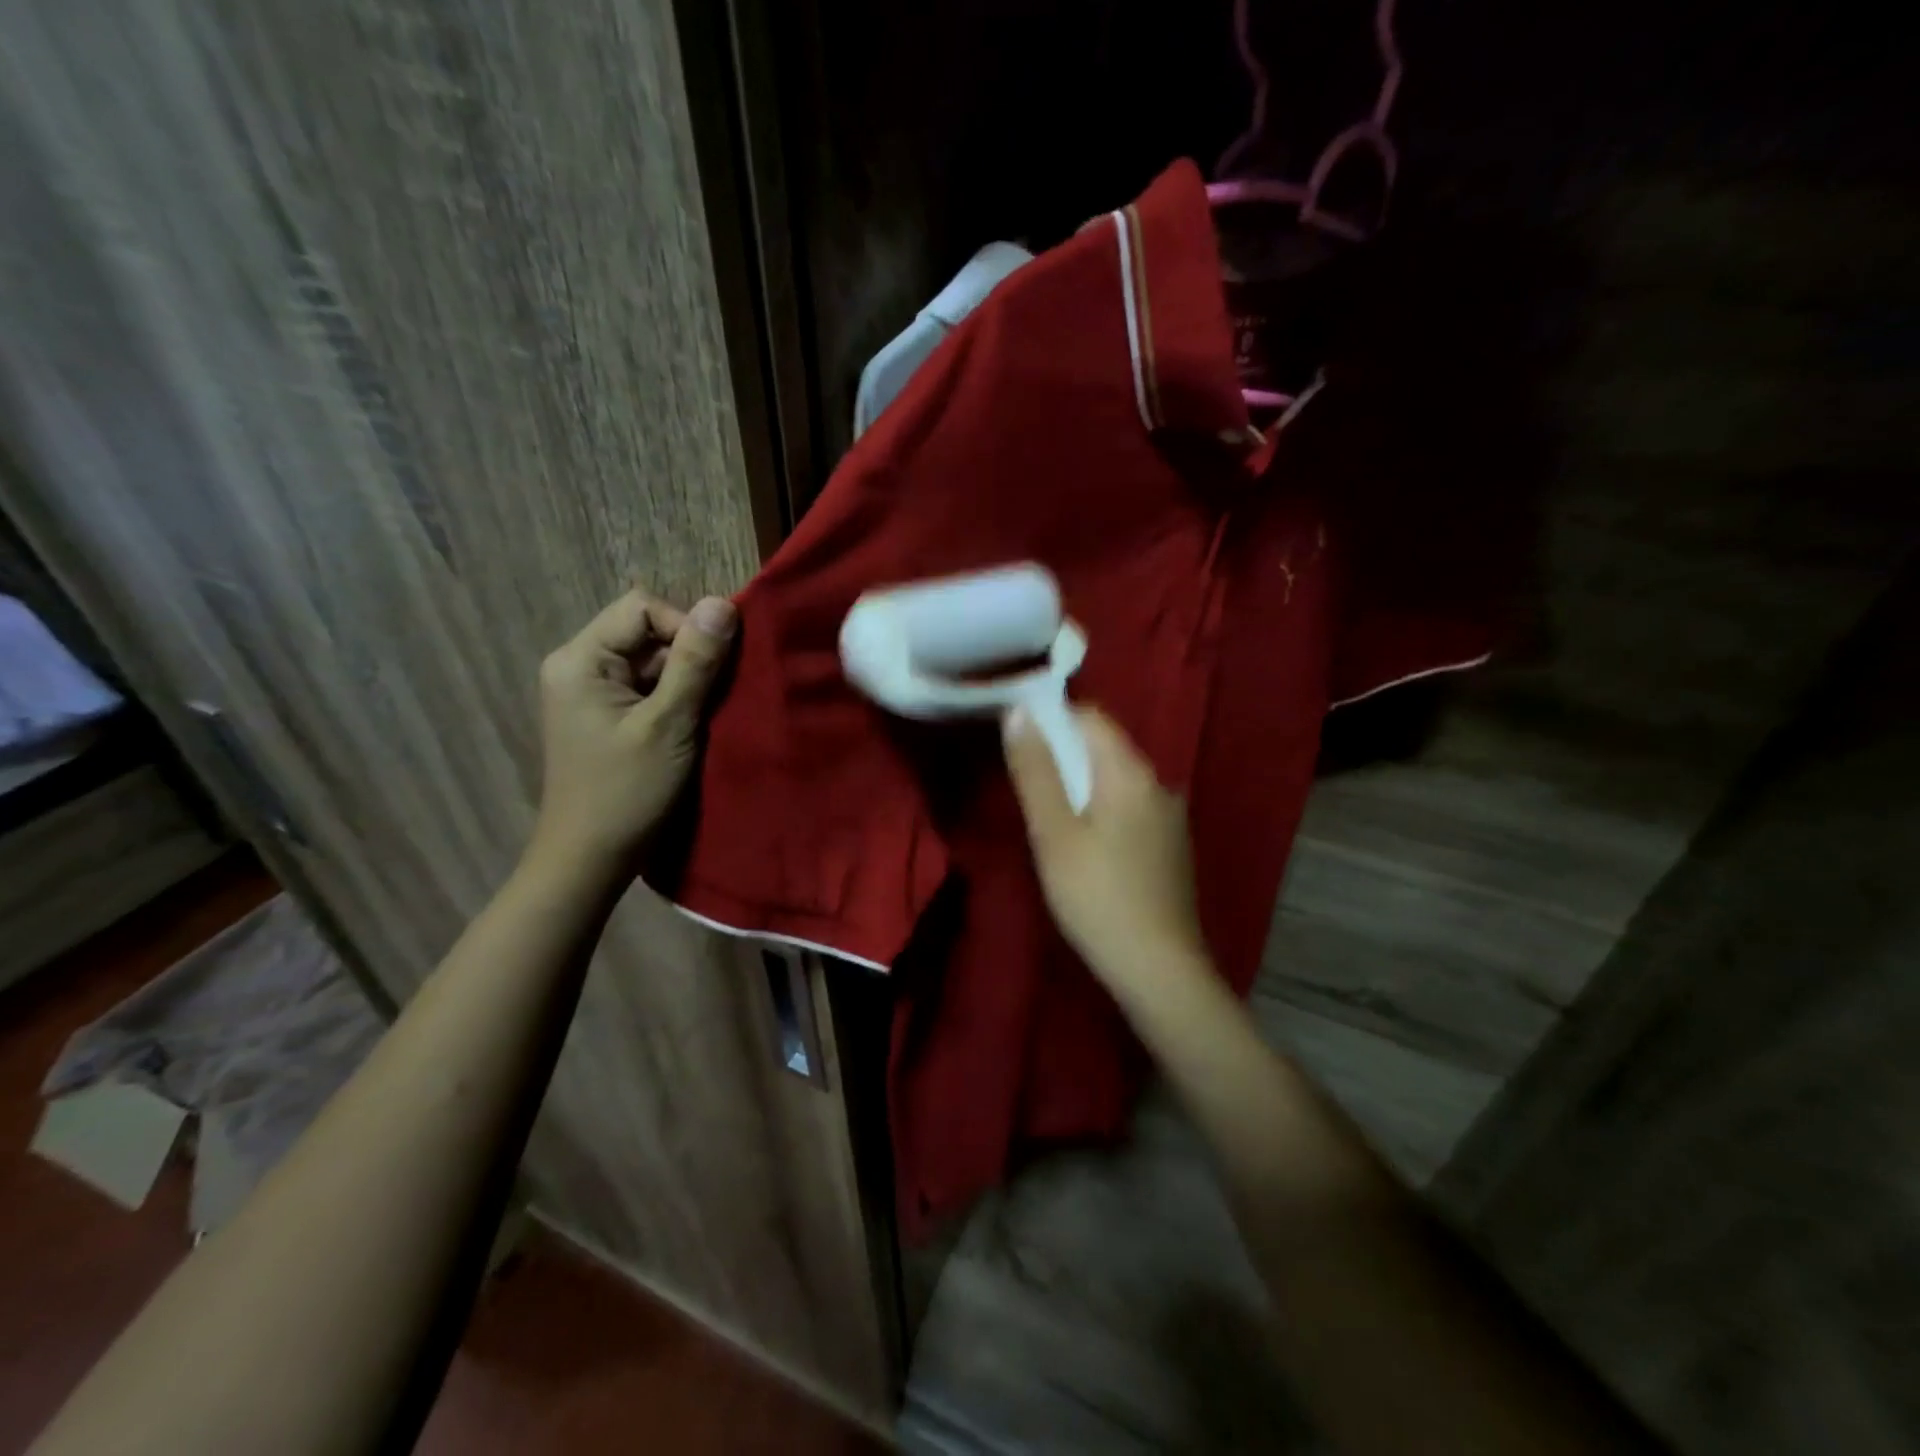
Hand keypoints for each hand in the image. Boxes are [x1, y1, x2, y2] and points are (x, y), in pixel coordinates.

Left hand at [530, 587, 736, 870]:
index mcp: (580, 660)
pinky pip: (648, 689)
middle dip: (689, 657)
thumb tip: (724, 603)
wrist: (590, 860)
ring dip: (687, 682)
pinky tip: (692, 727)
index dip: (685, 628)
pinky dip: (676, 701)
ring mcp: (592, 693)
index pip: (642, 609)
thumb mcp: (668, 724)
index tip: (713, 671)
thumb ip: (696, 663)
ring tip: (705, 716)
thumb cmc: (626, 792)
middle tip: (715, 697)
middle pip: (647, 633)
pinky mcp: (607, 717)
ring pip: (653, 662)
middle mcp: (579, 666)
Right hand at [1002, 705, 1209, 990]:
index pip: (1091, 716)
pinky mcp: (1172, 846)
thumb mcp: (1053, 834)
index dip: (1051, 717)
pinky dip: (1102, 810)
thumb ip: (1035, 771)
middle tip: (1025, 785)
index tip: (1017, 739)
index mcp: (1131, 772)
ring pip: (1117, 781)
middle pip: (1105, 747)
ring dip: (1081, 785)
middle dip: (1063, 754)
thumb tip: (1018, 712)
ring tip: (1049, 818)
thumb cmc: (1097, 898)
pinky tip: (1086, 847)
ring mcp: (1171, 816)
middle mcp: (1159, 783)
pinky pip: (1131, 808)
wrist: (1160, 970)